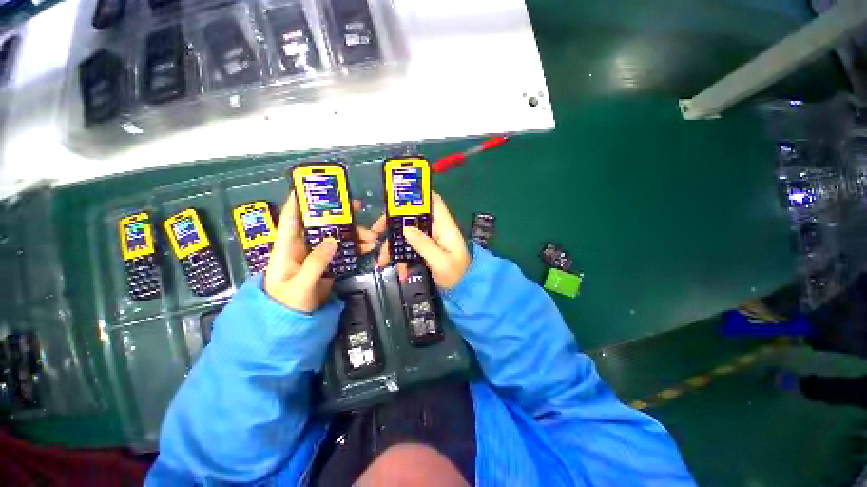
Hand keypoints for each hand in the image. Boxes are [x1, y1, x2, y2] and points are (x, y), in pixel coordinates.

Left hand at [265, 193, 378, 312]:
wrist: (294, 323)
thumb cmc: (287, 304)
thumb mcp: (300, 285)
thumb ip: (315, 263)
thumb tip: (333, 240)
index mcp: (287, 247)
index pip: (291, 218)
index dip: (299, 200)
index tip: (314, 186)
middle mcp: (303, 246)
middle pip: (321, 224)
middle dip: (339, 215)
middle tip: (358, 207)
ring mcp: (317, 255)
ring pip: (336, 236)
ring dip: (354, 234)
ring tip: (372, 236)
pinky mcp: (328, 263)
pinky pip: (343, 250)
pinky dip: (356, 247)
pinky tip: (368, 247)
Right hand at [375, 192, 470, 288]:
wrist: (463, 289)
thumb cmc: (456, 274)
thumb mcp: (440, 261)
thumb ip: (424, 245)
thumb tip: (405, 228)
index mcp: (444, 225)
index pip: (433, 201)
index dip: (417, 195)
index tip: (396, 199)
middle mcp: (435, 228)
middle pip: (413, 216)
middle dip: (393, 223)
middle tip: (376, 231)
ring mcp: (430, 239)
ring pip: (407, 234)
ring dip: (393, 246)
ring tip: (381, 262)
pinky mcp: (425, 249)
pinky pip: (409, 248)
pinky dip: (402, 258)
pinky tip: (400, 273)